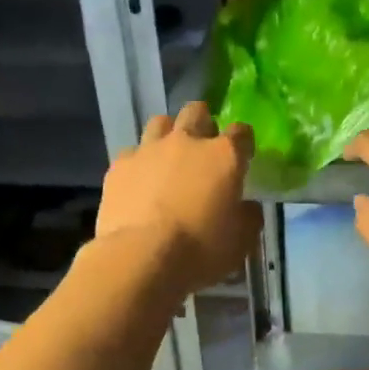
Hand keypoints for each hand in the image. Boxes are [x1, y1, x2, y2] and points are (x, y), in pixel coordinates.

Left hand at [97, 101, 260, 296]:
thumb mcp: (240, 242)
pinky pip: (133, 152)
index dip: (243, 141)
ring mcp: (150, 149)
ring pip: (161, 122)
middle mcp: (187, 142)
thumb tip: (247, 207)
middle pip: (197, 112)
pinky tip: (139, 180)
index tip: (243, 155)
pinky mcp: (120, 165)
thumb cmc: (200, 250)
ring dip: (168, 134)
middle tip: (203, 146)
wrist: (141, 257)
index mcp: (224, 157)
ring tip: (169, 156)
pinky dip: (139, 162)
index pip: (241, 132)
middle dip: (203, 123)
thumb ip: (248, 217)